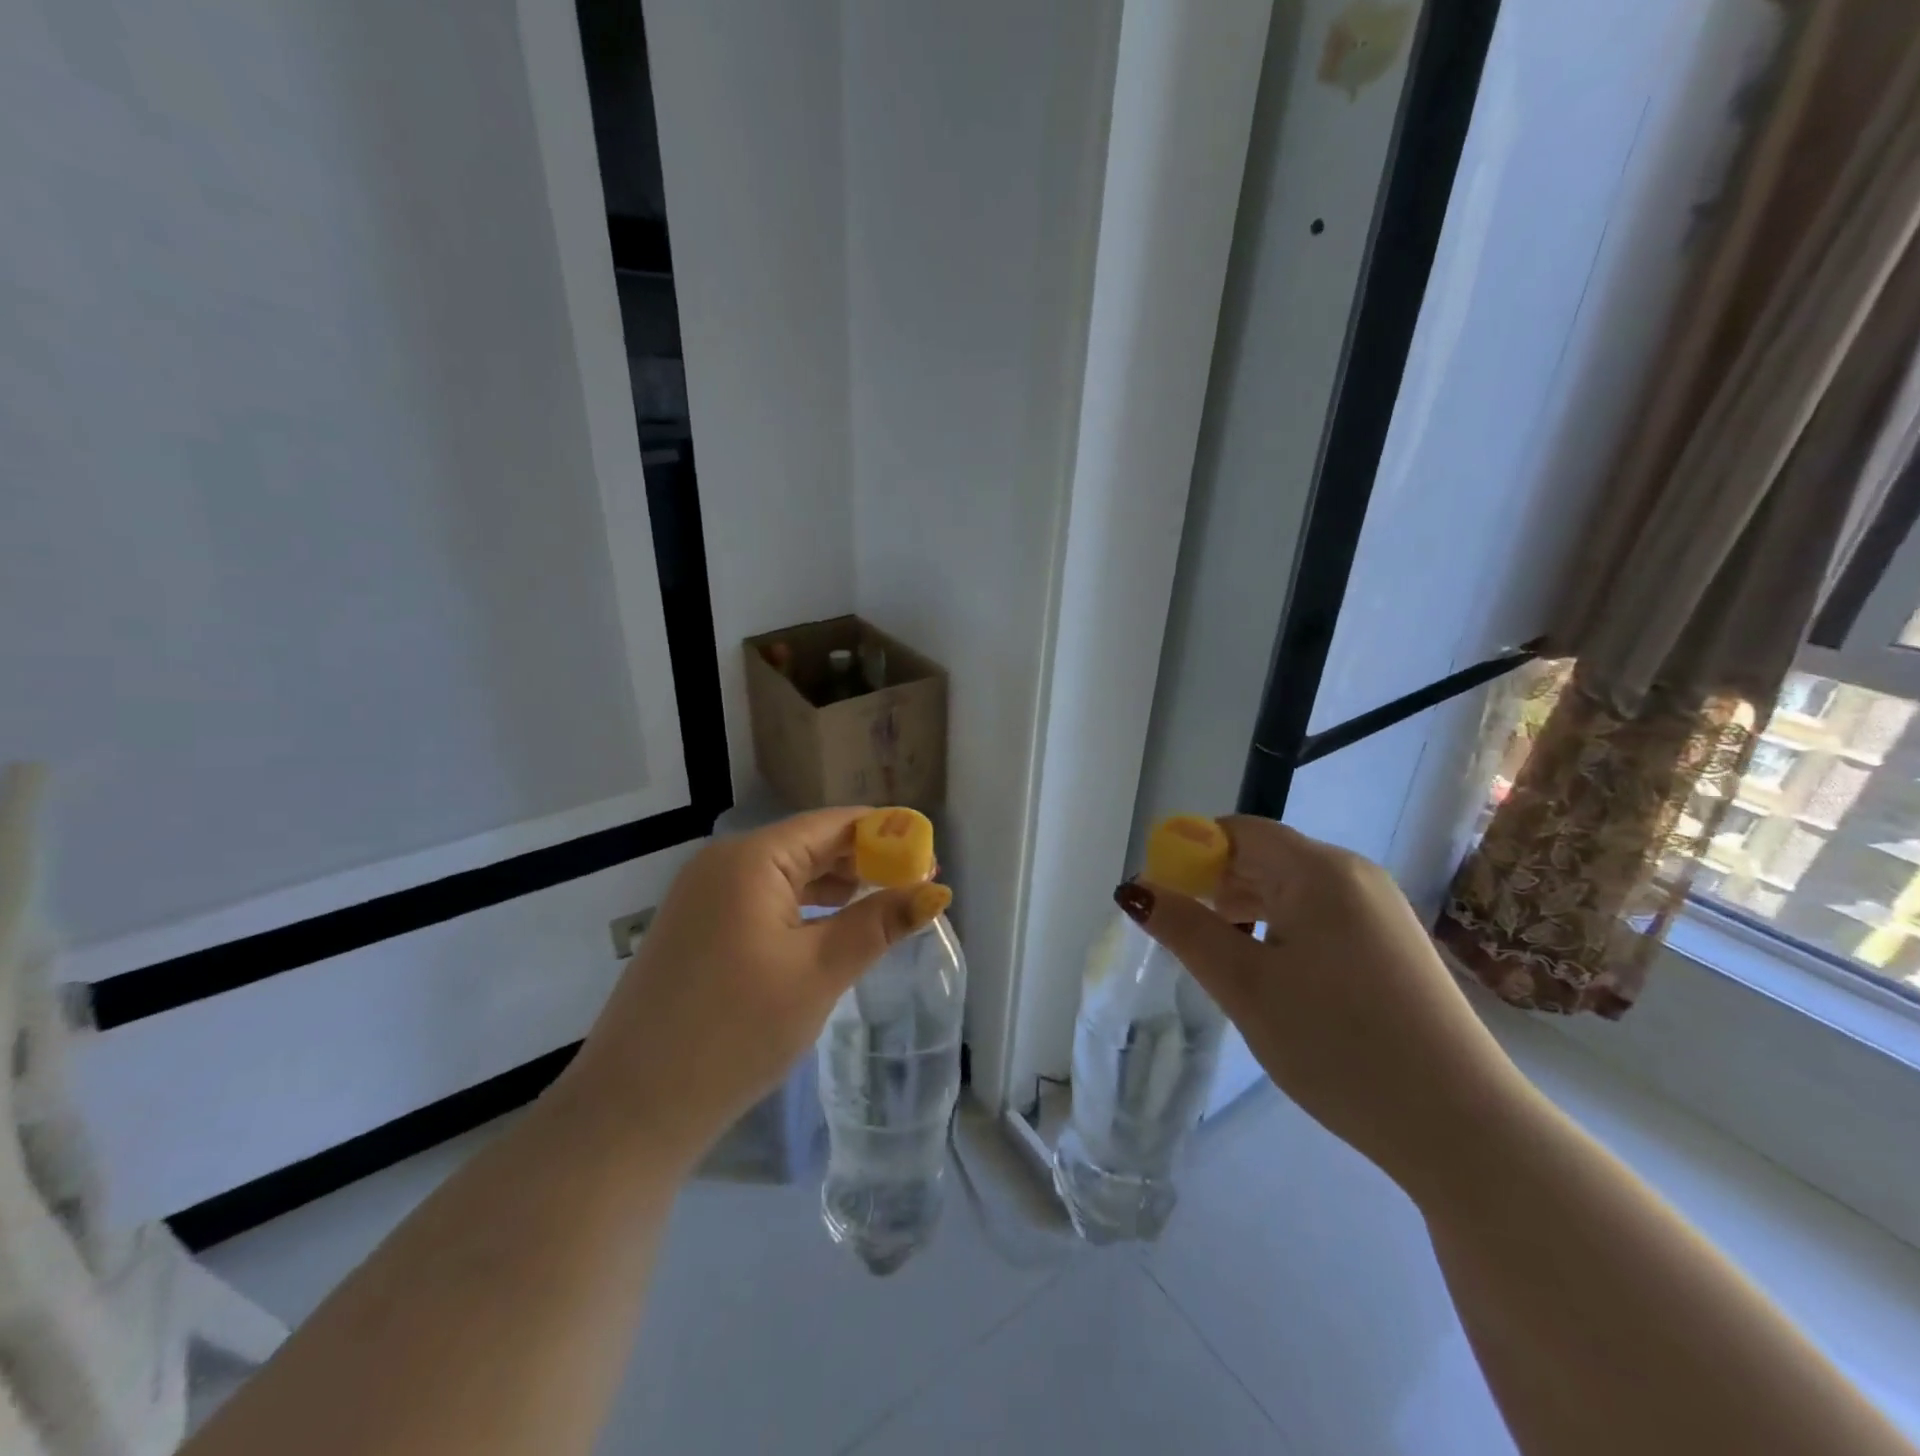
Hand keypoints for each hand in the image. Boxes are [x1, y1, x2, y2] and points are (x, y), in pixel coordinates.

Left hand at [558, 807, 951, 1175]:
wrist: (631, 1110)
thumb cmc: (735, 1032)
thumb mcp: (818, 973)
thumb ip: (879, 923)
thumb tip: (936, 891)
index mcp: (751, 858)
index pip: (835, 824)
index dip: (887, 835)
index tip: (931, 861)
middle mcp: (724, 862)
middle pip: (811, 844)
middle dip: (865, 862)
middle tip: (917, 889)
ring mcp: (705, 895)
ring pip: (788, 874)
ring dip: (837, 887)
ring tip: (886, 907)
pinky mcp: (698, 927)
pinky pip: (764, 900)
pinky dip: (804, 909)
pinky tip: (833, 930)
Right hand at [1119, 816, 1532, 1196]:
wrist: (1464, 1127)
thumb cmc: (1339, 1044)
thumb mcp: (1246, 985)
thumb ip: (1185, 929)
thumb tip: (1133, 889)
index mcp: (1319, 870)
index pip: (1237, 831)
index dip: (1189, 853)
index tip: (1161, 898)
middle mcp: (1354, 875)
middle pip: (1264, 856)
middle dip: (1215, 885)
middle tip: (1183, 936)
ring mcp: (1380, 910)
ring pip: (1291, 889)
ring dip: (1246, 910)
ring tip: (1221, 958)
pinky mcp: (1392, 944)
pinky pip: (1319, 916)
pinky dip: (1281, 930)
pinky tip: (1272, 975)